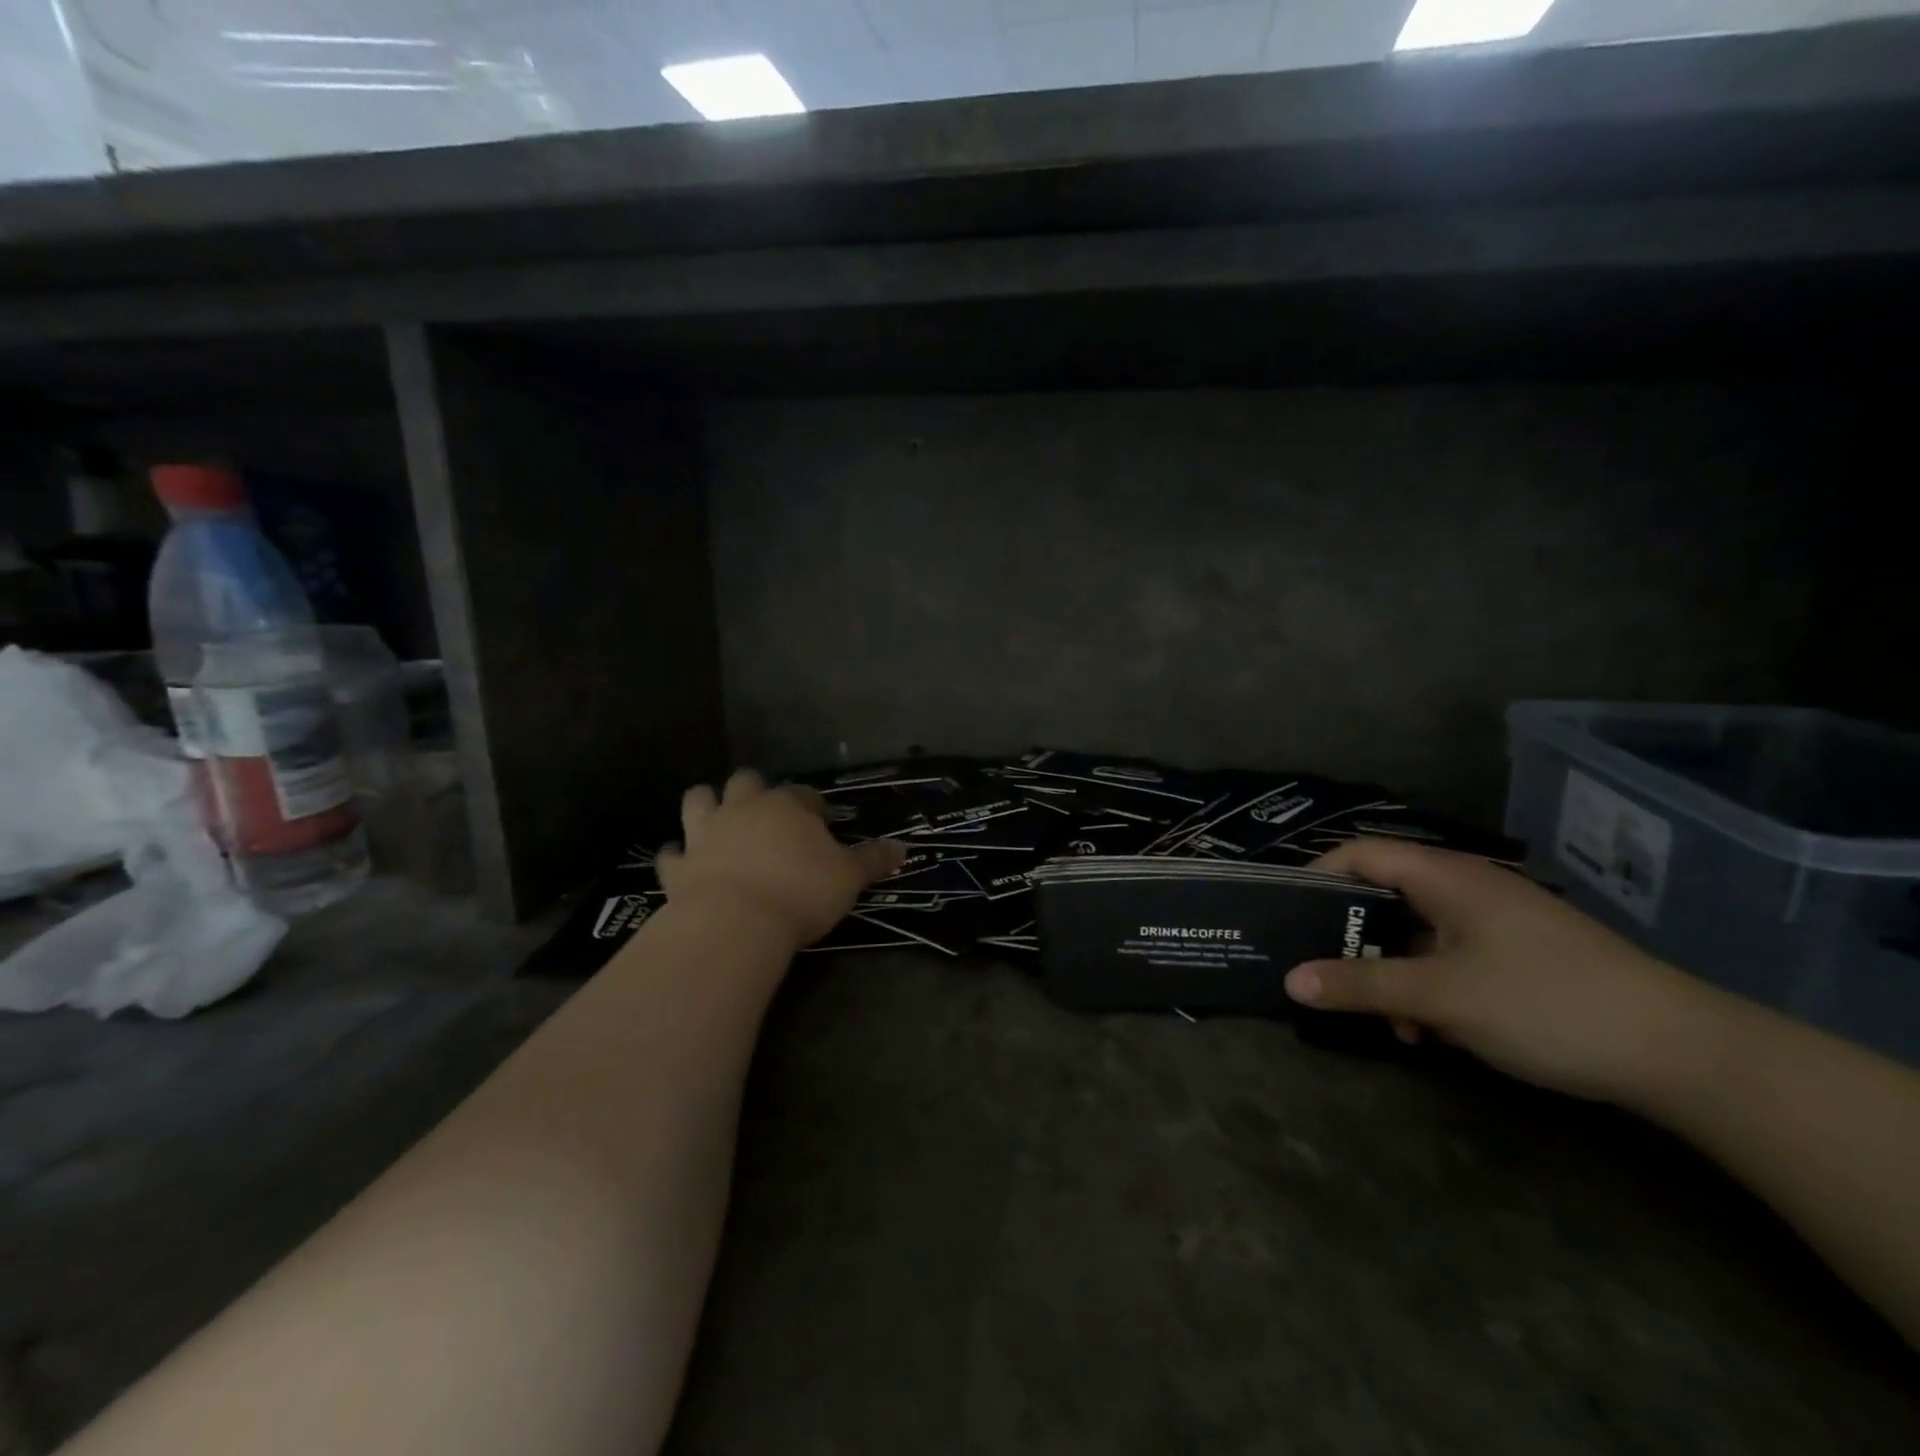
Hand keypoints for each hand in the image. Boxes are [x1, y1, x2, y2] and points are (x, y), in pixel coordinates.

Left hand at [655, 769, 906, 948]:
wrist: (735, 922)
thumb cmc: (801, 892)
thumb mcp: (849, 877)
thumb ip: (873, 860)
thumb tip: (903, 848)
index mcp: (786, 806)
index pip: (803, 794)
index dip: (813, 806)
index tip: (822, 821)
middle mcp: (743, 809)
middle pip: (745, 782)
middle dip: (754, 790)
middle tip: (767, 813)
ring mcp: (705, 834)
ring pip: (698, 801)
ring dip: (706, 805)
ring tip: (716, 819)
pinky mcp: (678, 866)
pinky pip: (670, 854)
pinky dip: (676, 856)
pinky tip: (682, 862)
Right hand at [1284, 838, 1720, 1105]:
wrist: (1684, 1054)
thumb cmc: (1546, 1003)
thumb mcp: (1441, 997)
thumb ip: (1360, 985)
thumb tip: (1289, 980)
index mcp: (1445, 876)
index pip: (1359, 854)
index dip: (1316, 876)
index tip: (1286, 915)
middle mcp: (1466, 888)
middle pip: (1383, 896)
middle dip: (1351, 939)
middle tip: (1323, 975)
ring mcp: (1495, 923)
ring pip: (1415, 934)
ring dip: (1390, 973)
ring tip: (1385, 1022)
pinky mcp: (1517, 957)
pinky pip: (1449, 959)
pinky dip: (1427, 988)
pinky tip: (1431, 1034)